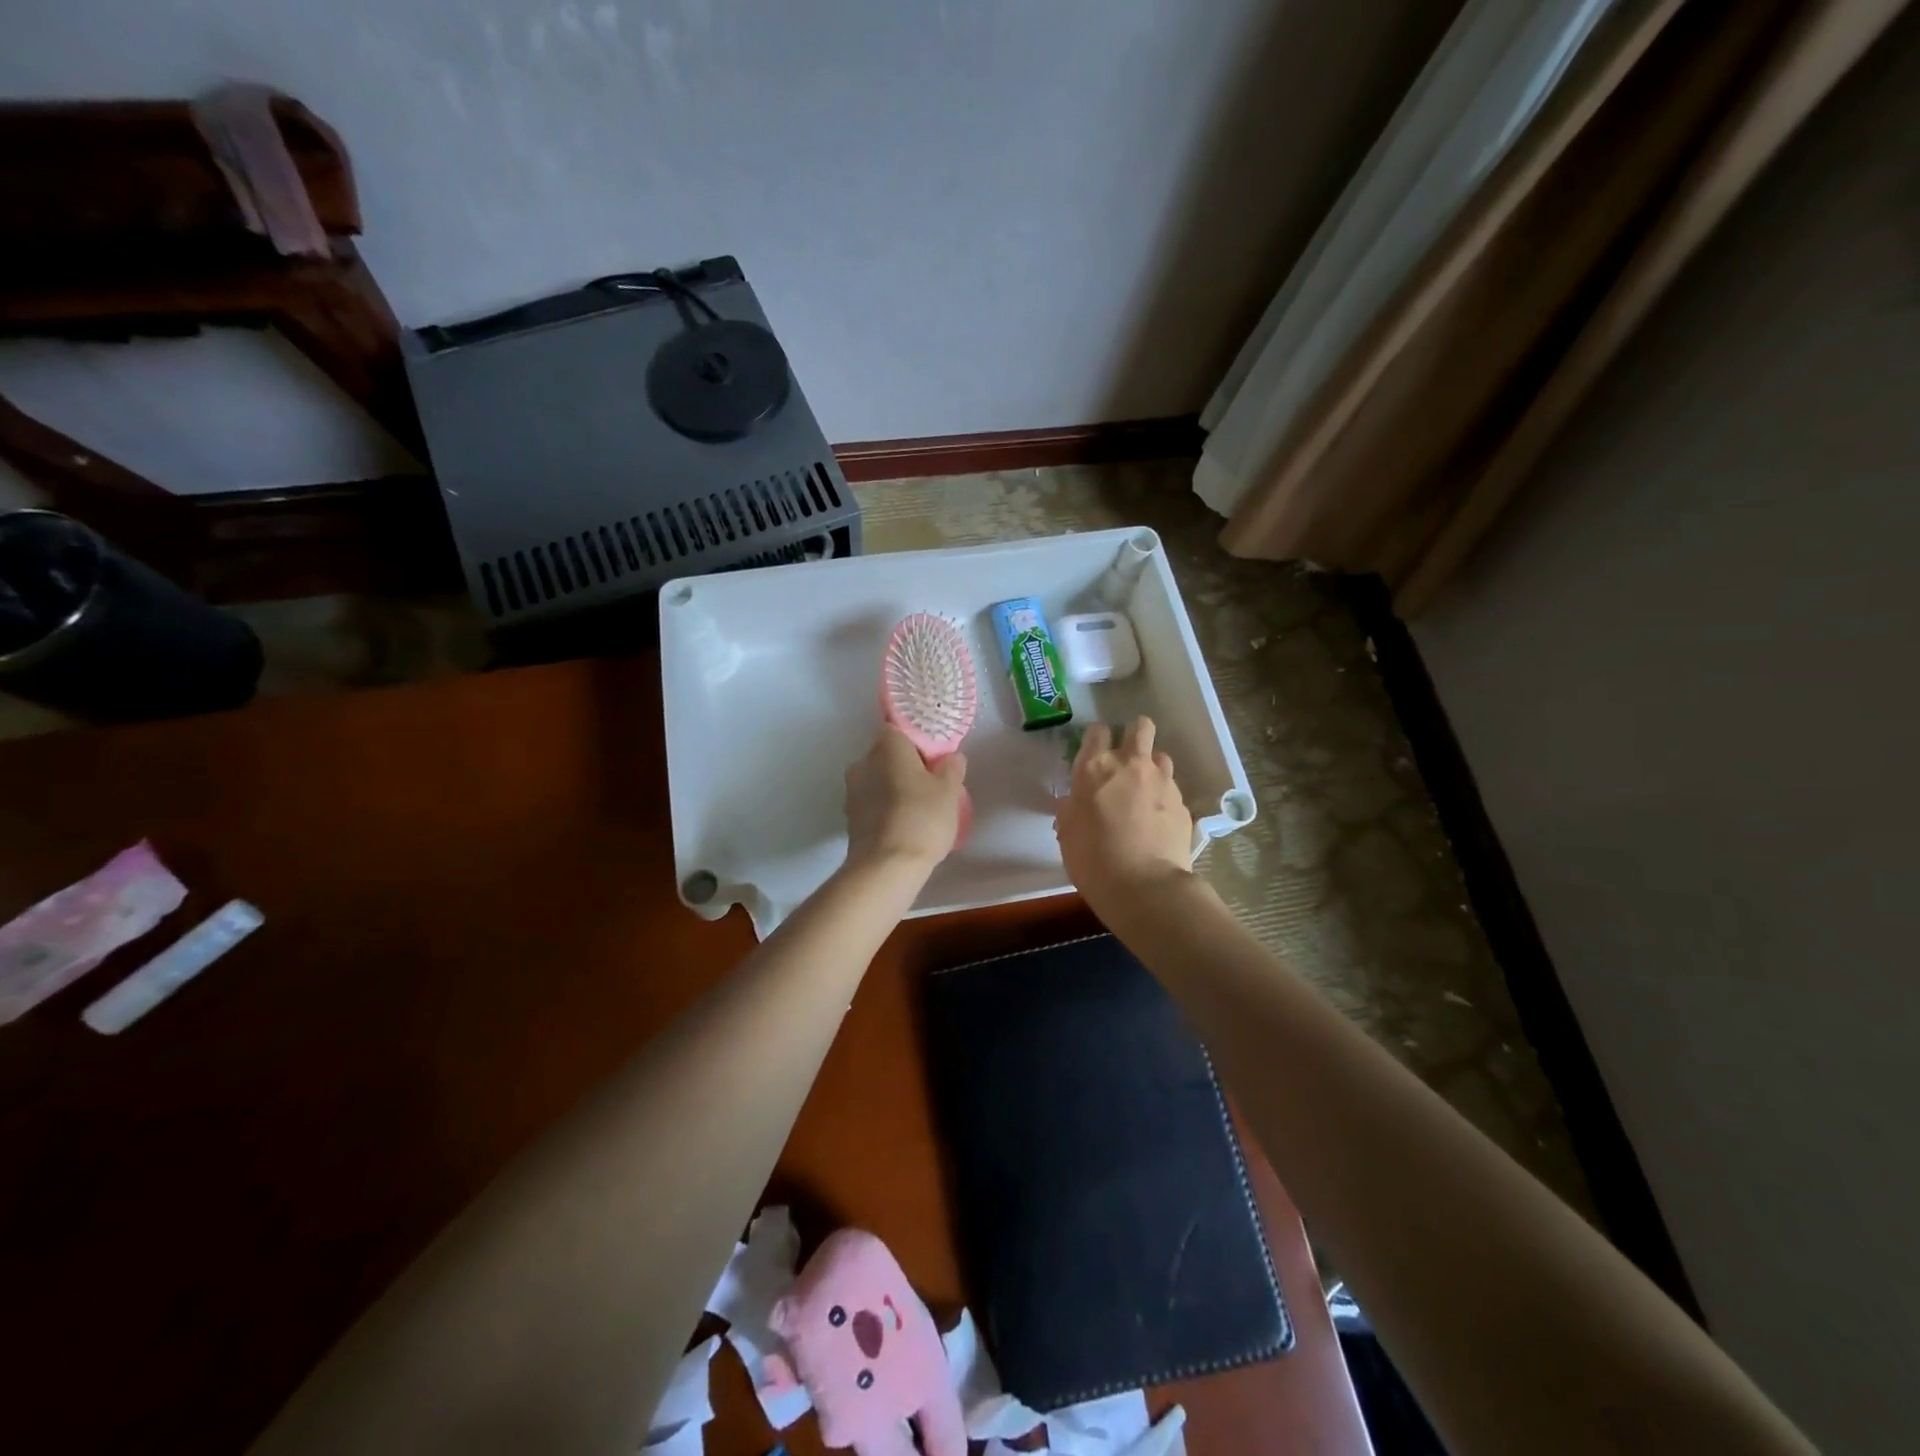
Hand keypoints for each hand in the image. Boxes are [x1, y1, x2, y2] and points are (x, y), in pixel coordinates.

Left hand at [844, 726, 967, 873]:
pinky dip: (886, 809)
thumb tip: (951, 756)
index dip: (915, 741)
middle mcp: (862, 763)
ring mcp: (852, 793)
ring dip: (894, 788)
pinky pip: (872, 804)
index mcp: (886, 748)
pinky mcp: (850, 819)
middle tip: (931, 783)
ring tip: (919, 808)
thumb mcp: (949, 791)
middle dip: (905, 765)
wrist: (885, 867)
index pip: (896, 730)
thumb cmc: (921, 818)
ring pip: (877, 780)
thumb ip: (951, 768)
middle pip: (885, 755)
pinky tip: (904, 826)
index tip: (933, 758)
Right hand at [1055, 717, 1193, 916]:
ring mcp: (1162, 782)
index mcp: (1095, 768)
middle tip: (1126, 758)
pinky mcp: (1182, 803)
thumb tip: (1074, 803)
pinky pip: (1172, 789)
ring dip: (1152, 767)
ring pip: (1161, 757)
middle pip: (1140, 727)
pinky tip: (1158, 820)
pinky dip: (1164, 798)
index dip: (1097, 739)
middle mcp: (1131, 765)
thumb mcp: (1068, 833)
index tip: (1095, 753)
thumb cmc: (1092, 859)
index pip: (1097, 732)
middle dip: (1134, 734)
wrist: (1143, 886)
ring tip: (1145, 791)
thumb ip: (1071, 810)